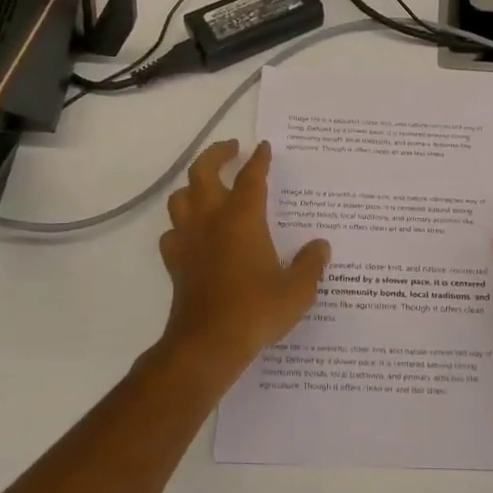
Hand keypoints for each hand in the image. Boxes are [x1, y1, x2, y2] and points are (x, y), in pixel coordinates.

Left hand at [154, 139, 329, 387]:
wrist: (207, 344)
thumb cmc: (256, 311)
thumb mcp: (297, 290)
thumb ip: (311, 264)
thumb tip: (321, 246)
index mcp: (242, 219)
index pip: (250, 177)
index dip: (259, 160)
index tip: (264, 147)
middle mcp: (211, 221)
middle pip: (203, 172)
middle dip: (216, 154)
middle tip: (232, 149)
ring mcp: (189, 241)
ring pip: (180, 198)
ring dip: (193, 186)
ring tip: (208, 187)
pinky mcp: (176, 263)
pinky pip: (172, 233)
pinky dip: (181, 226)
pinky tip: (192, 234)